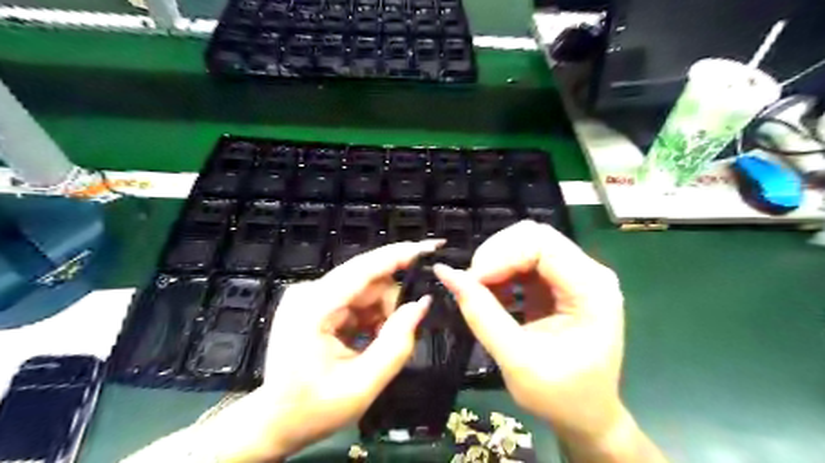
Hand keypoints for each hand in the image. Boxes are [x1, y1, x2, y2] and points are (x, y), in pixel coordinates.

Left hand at [197, 241, 436, 460]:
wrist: (274, 422)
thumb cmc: (313, 409)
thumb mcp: (362, 384)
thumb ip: (397, 343)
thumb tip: (422, 304)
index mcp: (314, 308)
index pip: (364, 269)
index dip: (400, 255)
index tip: (432, 247)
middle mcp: (310, 292)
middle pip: (368, 280)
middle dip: (392, 303)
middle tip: (402, 334)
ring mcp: (311, 295)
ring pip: (365, 289)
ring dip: (382, 313)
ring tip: (377, 345)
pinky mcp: (315, 302)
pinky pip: (355, 299)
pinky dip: (370, 316)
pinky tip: (367, 340)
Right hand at [432, 223, 625, 449]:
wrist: (587, 415)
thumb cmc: (560, 396)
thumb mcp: (516, 360)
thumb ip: (481, 314)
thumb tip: (445, 273)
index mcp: (591, 290)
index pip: (542, 244)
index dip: (501, 255)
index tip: (472, 281)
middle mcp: (589, 272)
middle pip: (534, 236)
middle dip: (496, 254)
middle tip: (472, 284)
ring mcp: (576, 274)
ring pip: (526, 243)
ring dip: (496, 261)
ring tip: (480, 291)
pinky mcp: (561, 281)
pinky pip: (525, 259)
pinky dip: (502, 270)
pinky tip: (494, 294)